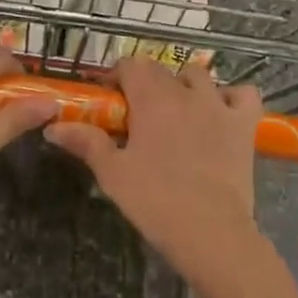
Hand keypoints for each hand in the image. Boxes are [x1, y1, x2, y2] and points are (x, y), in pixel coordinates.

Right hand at [44, 58, 261, 282]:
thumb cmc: (155, 201)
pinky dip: (233, 98)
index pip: (130, 65)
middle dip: (147, 83)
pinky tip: (222, 114)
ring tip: (178, 112)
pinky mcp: (244, 123)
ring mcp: (219, 104)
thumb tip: (53, 127)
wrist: (211, 232)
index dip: (117, 77)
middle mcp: (185, 91)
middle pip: (162, 70)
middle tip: (138, 116)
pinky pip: (244, 94)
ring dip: (186, 86)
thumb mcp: (113, 173)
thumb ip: (86, 142)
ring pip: (200, 75)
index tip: (110, 99)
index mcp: (151, 98)